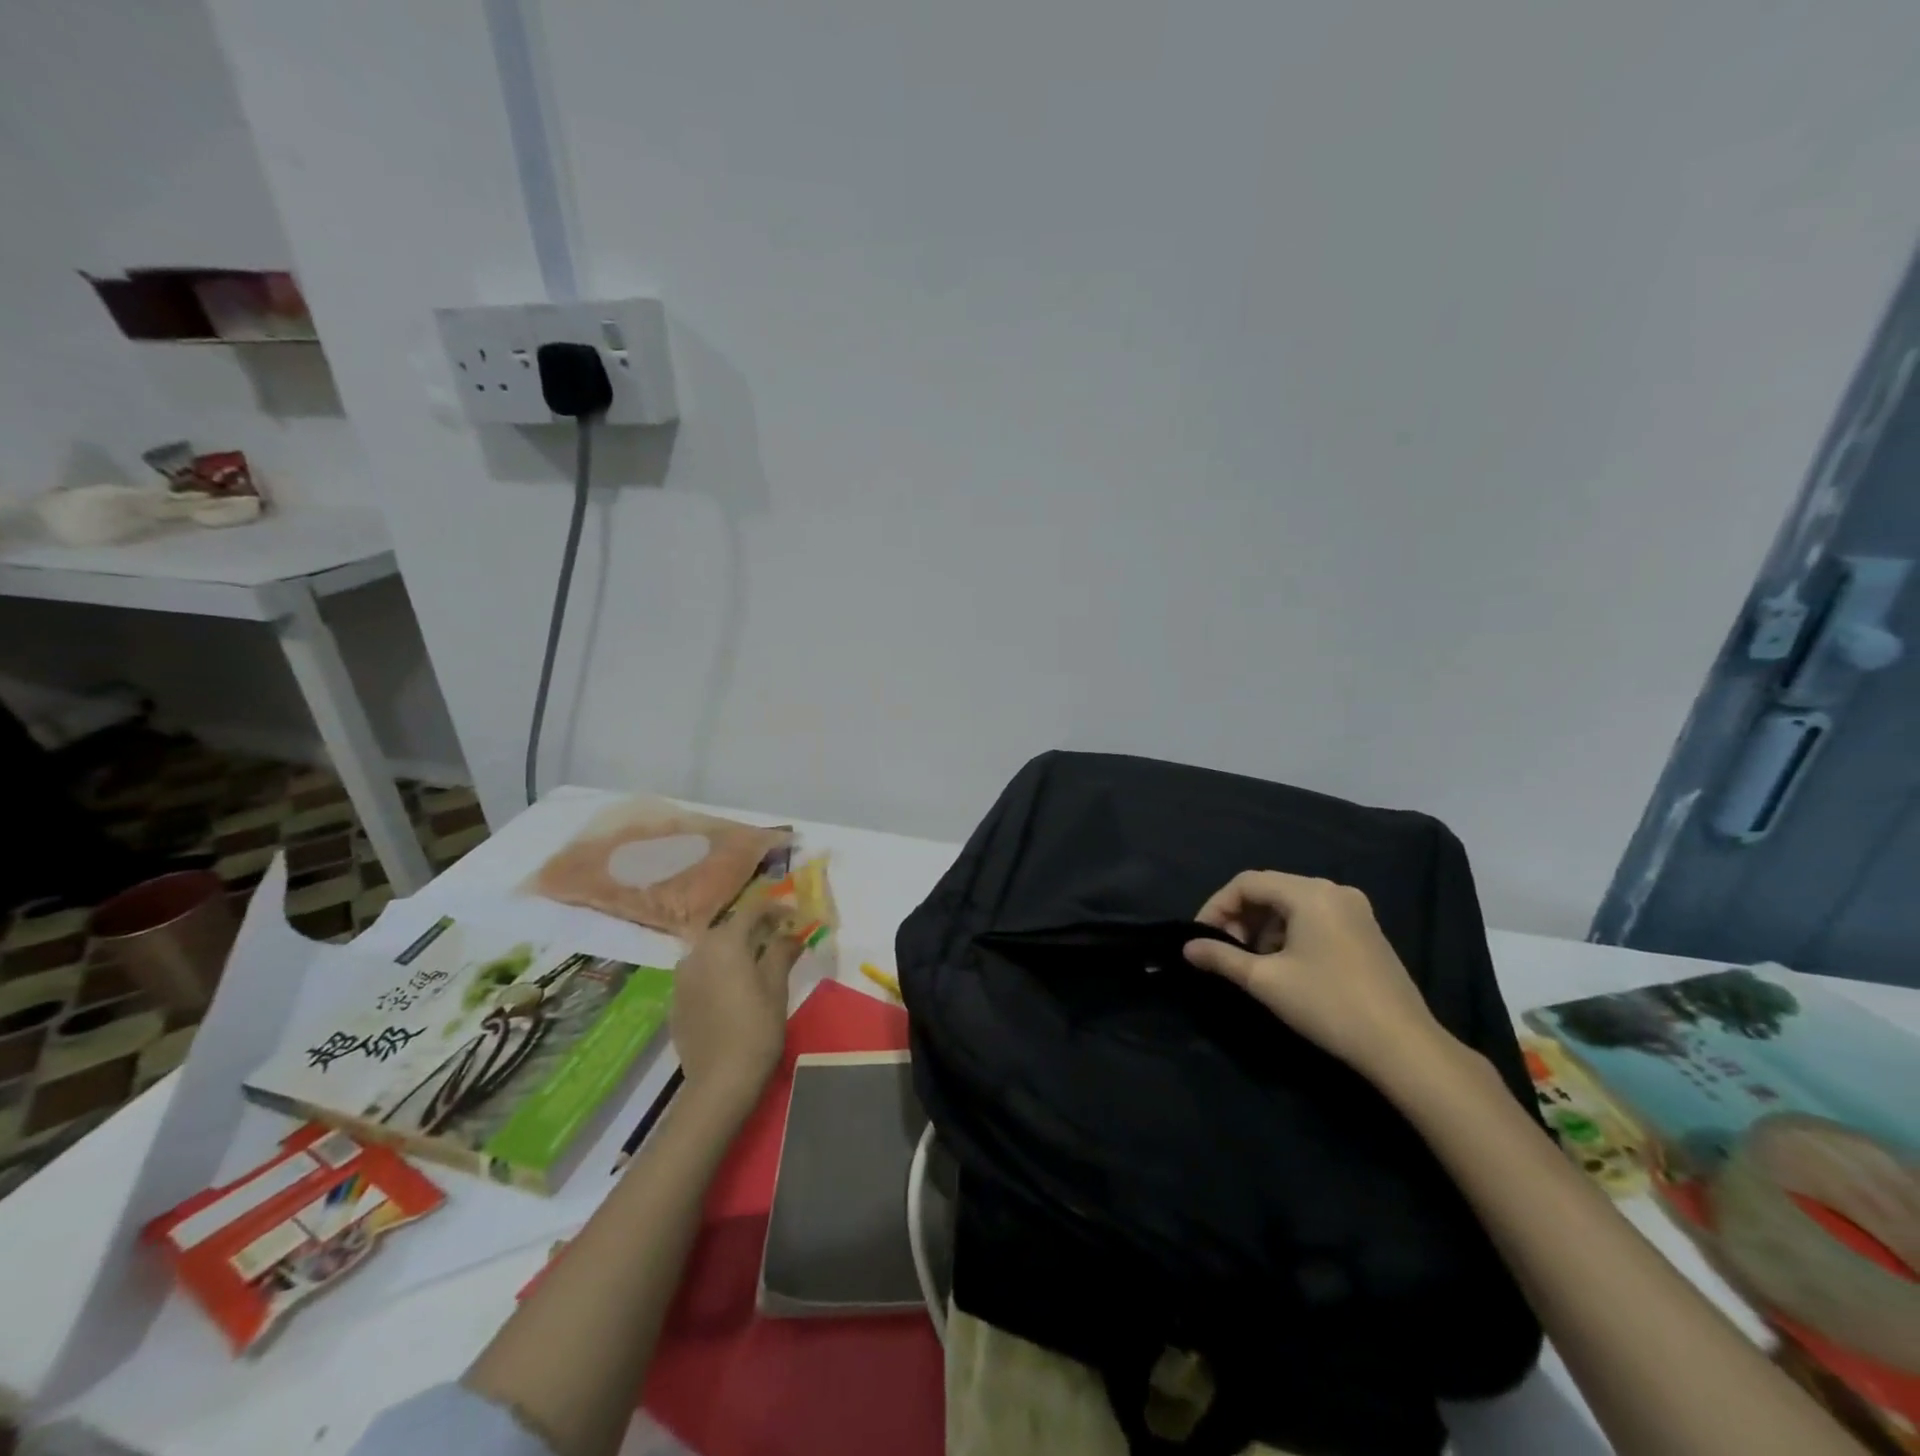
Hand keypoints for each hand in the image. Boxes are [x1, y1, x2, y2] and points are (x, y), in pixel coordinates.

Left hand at [671, 906, 803, 1109]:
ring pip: (711, 951)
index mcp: (725, 943)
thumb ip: (782, 952)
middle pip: (728, 929)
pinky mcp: (676, 1001)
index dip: (775, 909)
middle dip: (754, 929)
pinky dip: (718, 971)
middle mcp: (697, 952)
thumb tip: (792, 934)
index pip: (751, 911)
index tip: (794, 916)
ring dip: (734, 950)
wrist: (719, 1081)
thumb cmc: (756, 1028)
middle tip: (778, 938)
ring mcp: (681, 978)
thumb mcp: (776, 987)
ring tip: (756, 963)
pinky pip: (700, 974)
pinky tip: (732, 989)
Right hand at [1184, 871, 1449, 1082]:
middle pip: (1270, 889)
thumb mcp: (1265, 981)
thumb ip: (1221, 958)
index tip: (1201, 937)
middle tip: (1224, 950)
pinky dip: (1289, 933)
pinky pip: (1314, 917)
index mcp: (1309, 893)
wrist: (1403, 1046)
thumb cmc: (1328, 1005)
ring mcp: (1355, 909)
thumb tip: (1187, 948)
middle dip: (1240, 917)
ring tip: (1252, 962)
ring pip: (1292, 904)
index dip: (1216, 906)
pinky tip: (1285, 965)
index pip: (1247, 882)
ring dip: (1263, 927)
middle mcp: (1333, 890)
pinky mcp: (1366, 930)